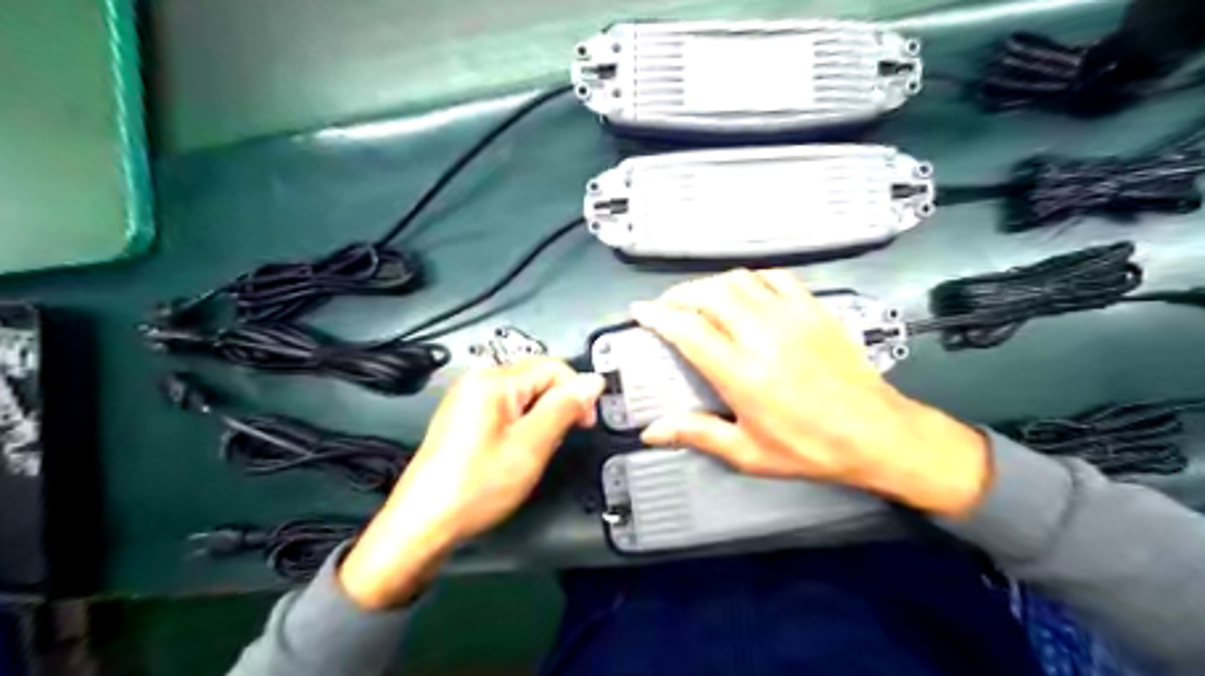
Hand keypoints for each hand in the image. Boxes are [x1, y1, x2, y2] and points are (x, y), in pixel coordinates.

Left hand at [339, 360, 600, 611]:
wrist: (424, 524)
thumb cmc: (473, 487)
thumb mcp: (531, 447)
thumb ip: (564, 409)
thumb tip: (592, 382)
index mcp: (493, 381)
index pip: (553, 367)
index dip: (577, 392)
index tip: (585, 422)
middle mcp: (477, 382)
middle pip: (537, 378)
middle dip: (558, 405)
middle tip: (560, 440)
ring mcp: (468, 400)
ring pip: (524, 396)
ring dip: (541, 418)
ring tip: (535, 451)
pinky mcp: (465, 419)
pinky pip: (506, 410)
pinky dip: (522, 426)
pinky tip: (517, 452)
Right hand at [631, 267, 988, 518]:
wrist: (875, 433)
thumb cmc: (808, 448)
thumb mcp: (748, 452)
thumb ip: (697, 434)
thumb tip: (652, 432)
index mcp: (741, 373)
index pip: (688, 330)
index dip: (658, 316)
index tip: (640, 312)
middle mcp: (762, 335)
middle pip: (708, 294)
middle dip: (679, 295)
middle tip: (666, 306)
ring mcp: (791, 317)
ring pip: (738, 280)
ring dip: (710, 284)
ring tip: (699, 298)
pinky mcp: (813, 309)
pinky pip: (775, 278)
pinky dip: (750, 279)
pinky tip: (744, 291)